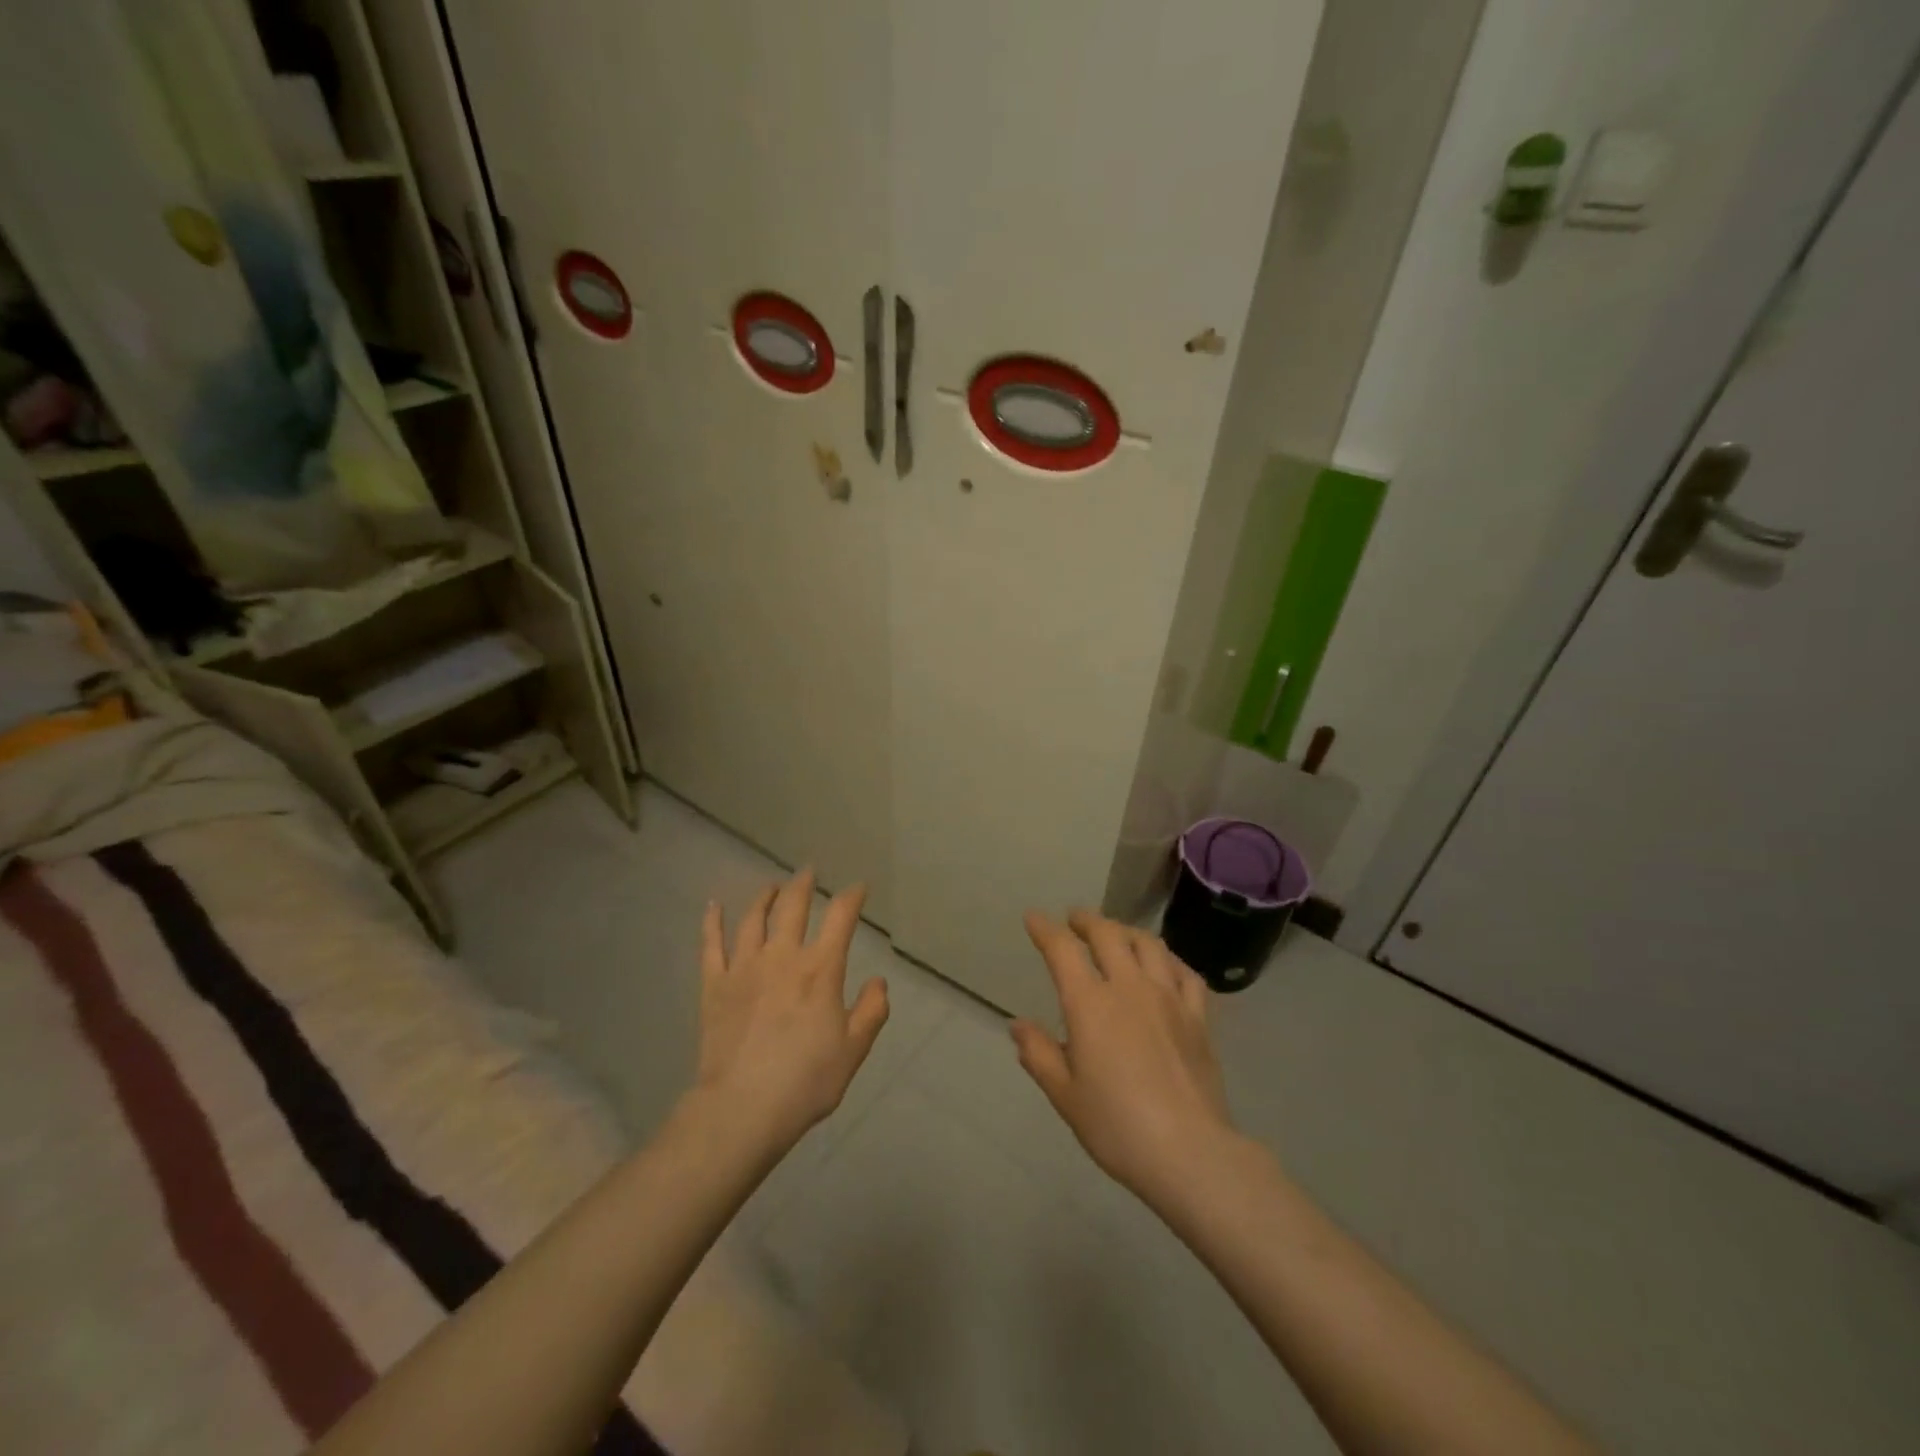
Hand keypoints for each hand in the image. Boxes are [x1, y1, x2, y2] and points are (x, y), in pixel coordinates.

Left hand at [694, 869, 888, 1151]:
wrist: (742, 1109)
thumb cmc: (805, 1081)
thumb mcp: (853, 1050)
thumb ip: (871, 1012)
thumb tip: (878, 982)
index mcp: (820, 969)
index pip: (840, 918)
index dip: (852, 897)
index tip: (858, 888)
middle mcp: (782, 957)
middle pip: (793, 907)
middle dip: (803, 884)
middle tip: (808, 871)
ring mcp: (744, 968)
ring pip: (753, 919)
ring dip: (765, 897)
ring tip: (771, 885)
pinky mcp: (714, 986)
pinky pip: (711, 945)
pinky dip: (712, 922)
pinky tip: (713, 905)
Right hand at [1013, 909, 1238, 1205]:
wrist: (1189, 1152)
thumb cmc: (1117, 1126)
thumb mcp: (1065, 1095)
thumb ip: (1039, 1054)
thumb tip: (1017, 1025)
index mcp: (1090, 1004)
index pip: (1062, 950)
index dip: (1045, 929)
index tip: (1033, 918)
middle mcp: (1129, 987)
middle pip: (1108, 934)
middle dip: (1087, 920)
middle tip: (1074, 919)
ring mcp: (1168, 998)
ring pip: (1148, 944)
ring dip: (1126, 931)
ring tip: (1117, 934)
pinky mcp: (1198, 1016)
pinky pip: (1185, 972)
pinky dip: (1169, 959)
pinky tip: (1164, 965)